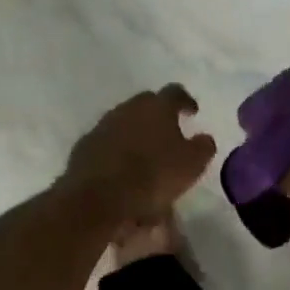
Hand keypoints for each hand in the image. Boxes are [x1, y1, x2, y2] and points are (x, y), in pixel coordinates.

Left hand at [64, 85, 217, 219]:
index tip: (192, 112)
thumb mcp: (191, 165)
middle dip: (158, 115)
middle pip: (146, 103)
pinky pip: (107, 143)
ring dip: (136, 134)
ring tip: (145, 157)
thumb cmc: (153, 176)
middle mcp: (128, 109)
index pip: (175, 93)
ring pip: (125, 123)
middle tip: (168, 133)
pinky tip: (122, 171)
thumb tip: (204, 137)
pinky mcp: (85, 146)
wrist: (98, 197)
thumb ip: (202, 147)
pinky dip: (117, 151)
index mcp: (157, 107)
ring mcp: (103, 126)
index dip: (186, 101)